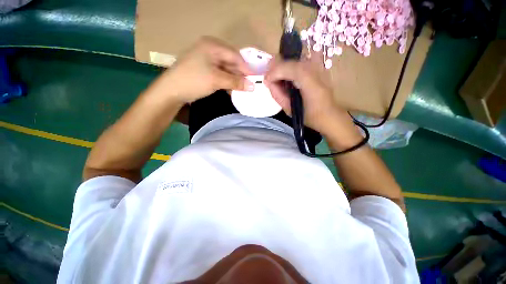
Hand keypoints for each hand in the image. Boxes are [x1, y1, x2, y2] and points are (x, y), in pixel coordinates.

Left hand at [160, 36, 253, 103]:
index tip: (254, 80)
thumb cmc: (194, 81)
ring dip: (233, 79)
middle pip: (231, 61)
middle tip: (248, 86)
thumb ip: (236, 82)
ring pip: (226, 69)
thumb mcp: (217, 80)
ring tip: (241, 89)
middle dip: (239, 75)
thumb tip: (253, 86)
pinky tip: (231, 89)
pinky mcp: (204, 68)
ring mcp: (206, 59)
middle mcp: (210, 49)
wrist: (171, 91)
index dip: (245, 68)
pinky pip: (220, 73)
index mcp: (212, 45)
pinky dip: (226, 81)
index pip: (235, 56)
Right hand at [264, 57, 351, 135]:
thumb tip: (268, 81)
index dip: (275, 72)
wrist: (328, 114)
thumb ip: (277, 94)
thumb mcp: (289, 109)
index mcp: (311, 84)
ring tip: (276, 78)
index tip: (266, 80)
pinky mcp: (319, 65)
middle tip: (269, 78)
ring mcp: (319, 65)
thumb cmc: (308, 116)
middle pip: (291, 59)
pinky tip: (286, 76)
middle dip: (276, 67)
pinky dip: (289, 66)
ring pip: (294, 58)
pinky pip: (299, 61)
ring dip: (282, 66)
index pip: (291, 68)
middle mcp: (316, 70)